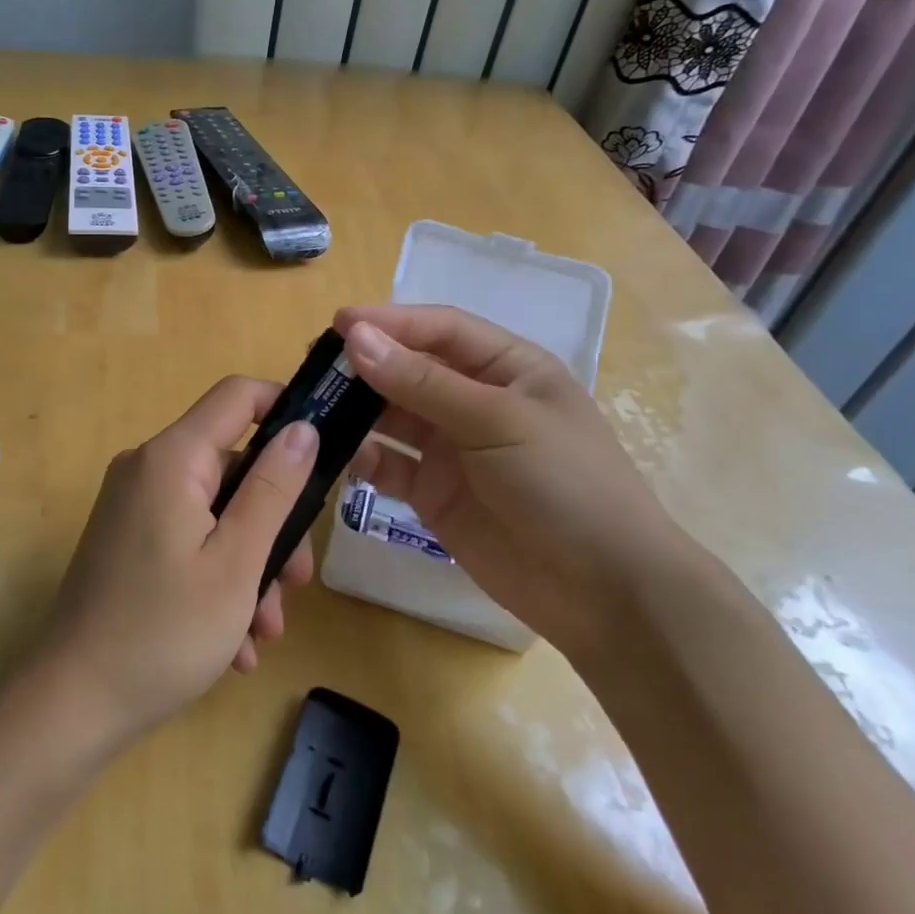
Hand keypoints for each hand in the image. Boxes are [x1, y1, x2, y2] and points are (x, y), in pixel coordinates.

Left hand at [39, 376, 319, 745]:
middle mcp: (147, 469)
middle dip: (272, 523)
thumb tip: (303, 428)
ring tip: (263, 631)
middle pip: (232, 467)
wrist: (72, 707)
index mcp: (171, 459)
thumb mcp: (236, 562)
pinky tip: (233, 644)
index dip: (286, 409)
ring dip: (249, 565)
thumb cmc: (164, 633)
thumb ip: (273, 488)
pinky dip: (216, 578)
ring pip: (215, 513)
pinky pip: (187, 539)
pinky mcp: (127, 541)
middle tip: (296, 584)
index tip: (325, 453)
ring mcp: (133, 507)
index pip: (237, 396)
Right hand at [335, 304, 693, 655]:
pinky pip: (389, 464)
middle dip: (364, 366)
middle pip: (409, 370)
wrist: (603, 592)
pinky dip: (363, 457)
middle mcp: (475, 400)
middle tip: (311, 366)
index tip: (337, 323)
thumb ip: (423, 382)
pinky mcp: (434, 493)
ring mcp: (452, 449)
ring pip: (392, 416)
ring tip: (311, 407)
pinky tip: (338, 456)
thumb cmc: (564, 484)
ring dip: (356, 410)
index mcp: (507, 368)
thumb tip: (356, 337)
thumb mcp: (497, 421)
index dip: (390, 321)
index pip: (440, 329)